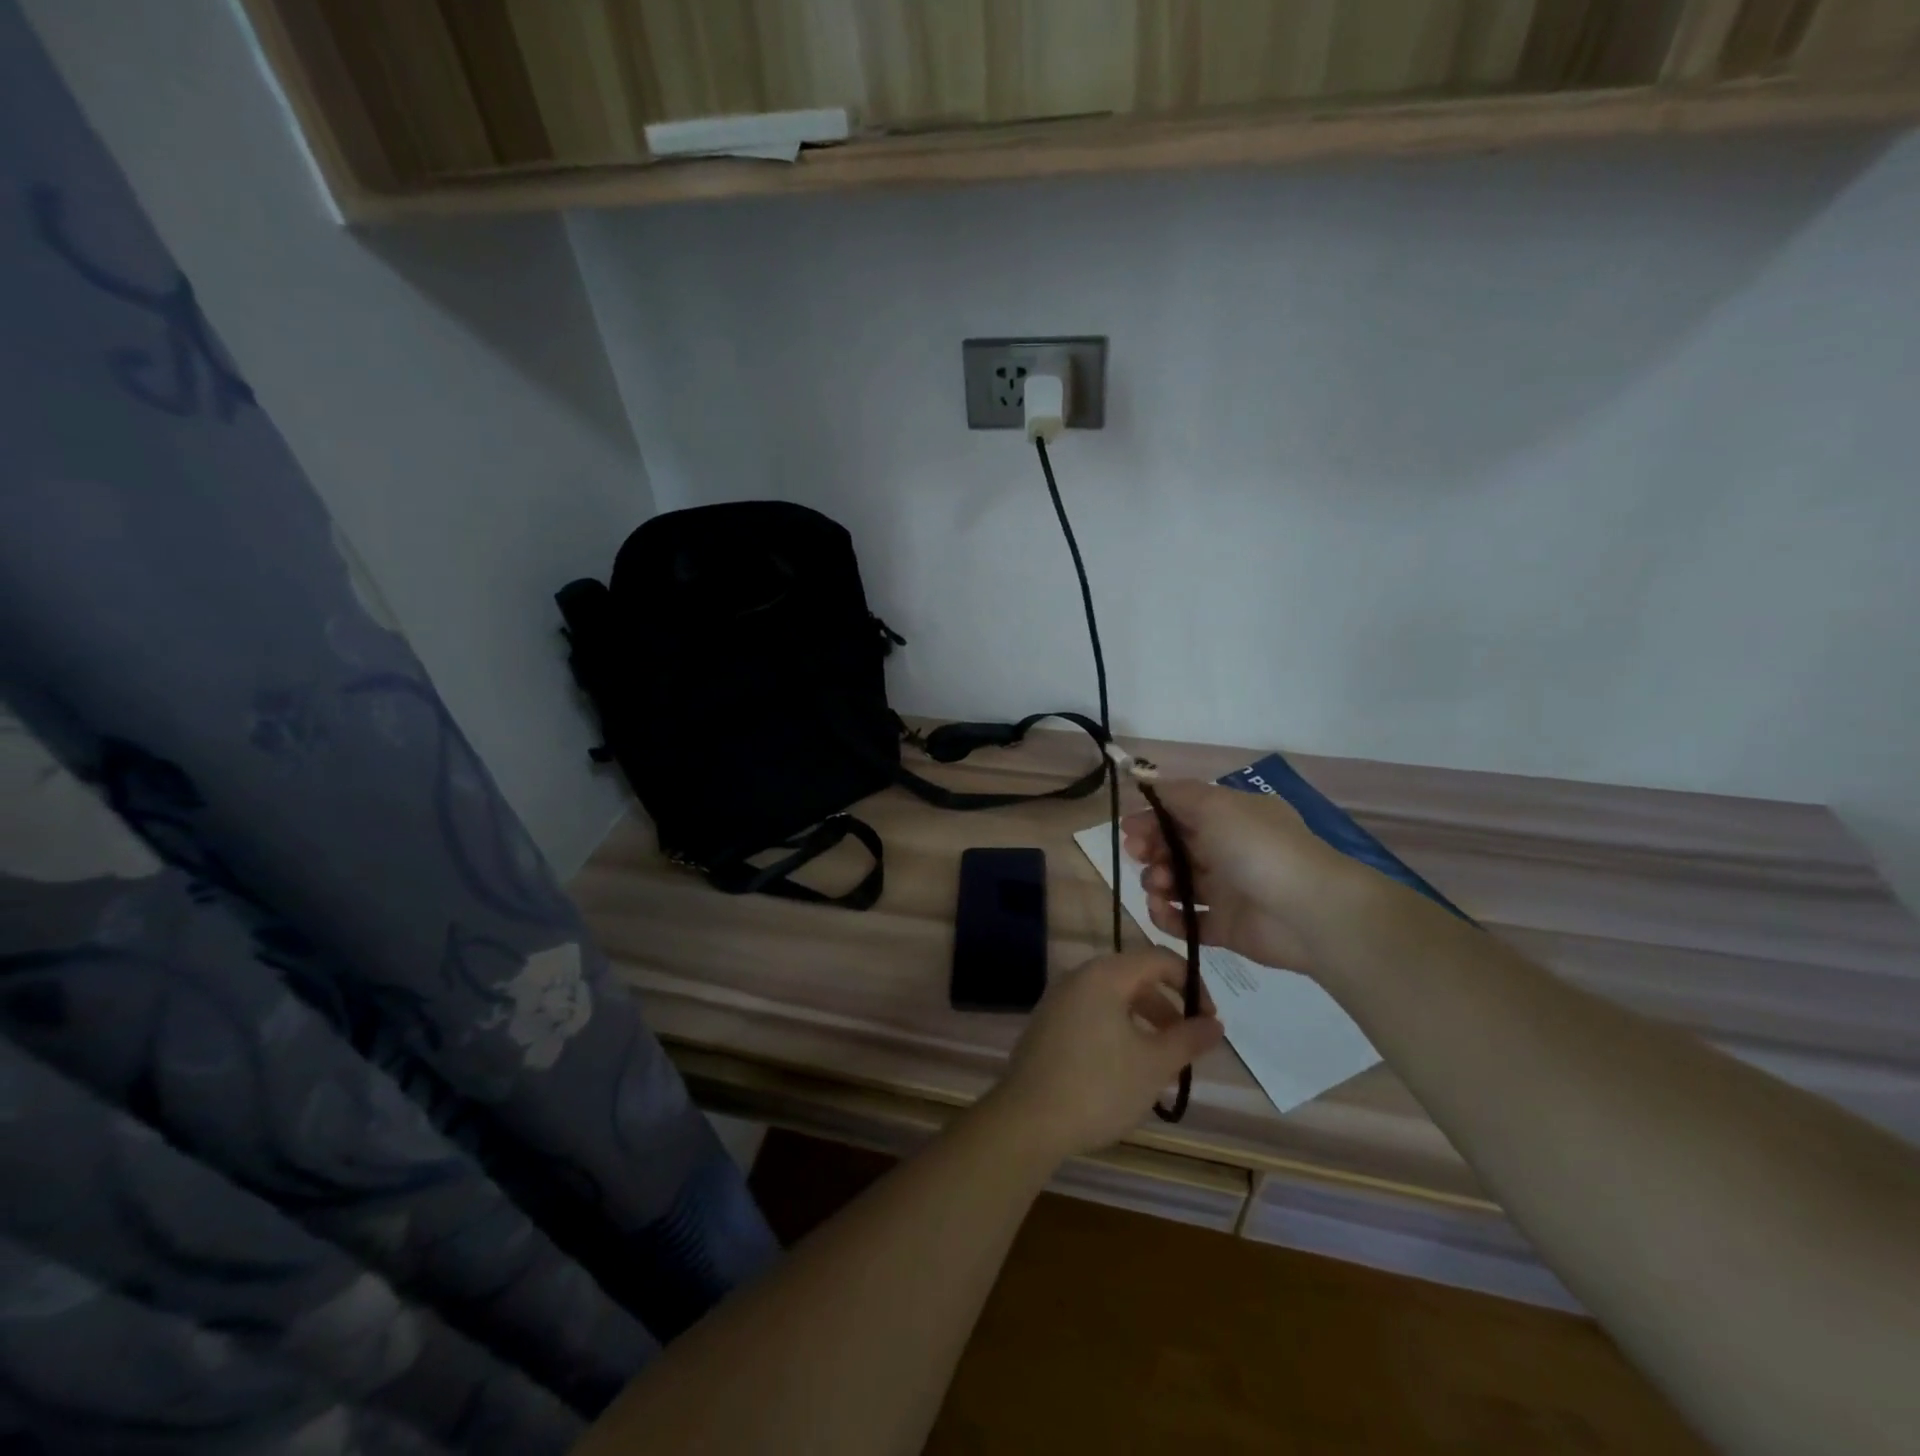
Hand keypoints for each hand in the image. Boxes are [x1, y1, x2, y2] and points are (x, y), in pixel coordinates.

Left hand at [992, 950, 1224, 1160]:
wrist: (1027, 1119)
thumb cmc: (1098, 1086)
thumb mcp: (1154, 1065)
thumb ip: (1188, 1039)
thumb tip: (1215, 1023)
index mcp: (1104, 975)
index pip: (1158, 958)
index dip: (1192, 982)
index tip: (1210, 1019)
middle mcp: (1078, 977)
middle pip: (1134, 977)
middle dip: (1167, 1007)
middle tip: (1189, 1043)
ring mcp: (1058, 1000)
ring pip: (1113, 999)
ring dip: (1144, 1022)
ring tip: (1163, 1062)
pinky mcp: (1047, 1025)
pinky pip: (1092, 1014)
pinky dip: (1118, 1030)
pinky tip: (1127, 1069)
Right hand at [1122, 779, 1354, 976]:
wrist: (1309, 911)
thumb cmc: (1258, 847)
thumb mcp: (1215, 804)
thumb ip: (1177, 794)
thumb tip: (1148, 783)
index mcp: (1230, 817)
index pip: (1180, 813)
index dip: (1151, 819)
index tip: (1128, 829)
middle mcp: (1227, 849)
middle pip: (1173, 847)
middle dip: (1149, 849)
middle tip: (1140, 855)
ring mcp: (1226, 890)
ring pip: (1176, 883)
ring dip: (1156, 881)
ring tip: (1159, 886)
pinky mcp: (1225, 927)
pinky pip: (1186, 920)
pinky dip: (1167, 916)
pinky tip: (1161, 909)